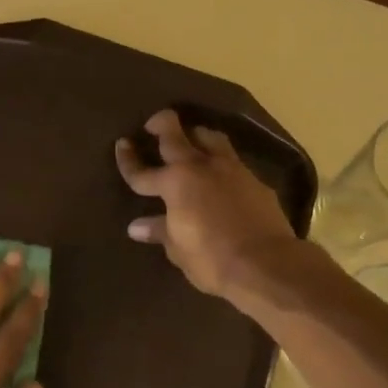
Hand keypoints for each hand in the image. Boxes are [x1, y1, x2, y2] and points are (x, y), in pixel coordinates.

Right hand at [115, 108, 297, 299]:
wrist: (266, 263)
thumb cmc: (211, 258)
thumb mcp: (178, 248)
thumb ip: (159, 230)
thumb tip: (137, 226)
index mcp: (175, 183)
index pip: (142, 172)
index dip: (128, 160)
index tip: (121, 144)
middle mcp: (201, 167)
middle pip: (176, 135)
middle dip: (161, 124)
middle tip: (153, 124)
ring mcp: (231, 169)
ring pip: (210, 137)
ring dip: (196, 134)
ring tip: (191, 139)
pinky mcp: (255, 180)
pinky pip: (232, 160)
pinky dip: (220, 160)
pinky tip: (219, 172)